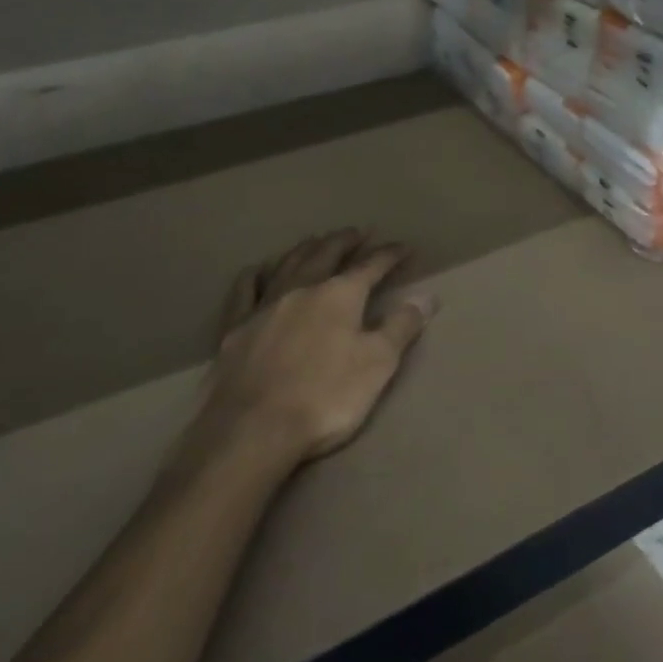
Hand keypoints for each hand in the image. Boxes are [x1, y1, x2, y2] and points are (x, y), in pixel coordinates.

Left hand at [198, 229, 437, 466]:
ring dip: (305, 249)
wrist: (253, 429)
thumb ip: (402, 326)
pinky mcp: (235, 328)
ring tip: (316, 240)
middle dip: (345, 241)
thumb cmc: (325, 397)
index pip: (371, 266)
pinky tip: (257, 271)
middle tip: (358, 232)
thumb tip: (427, 296)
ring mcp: (264, 306)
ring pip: (287, 264)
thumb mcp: (378, 364)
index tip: (404, 247)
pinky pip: (244, 291)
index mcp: (339, 295)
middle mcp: (302, 289)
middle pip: (326, 254)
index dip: (390, 255)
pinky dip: (254, 276)